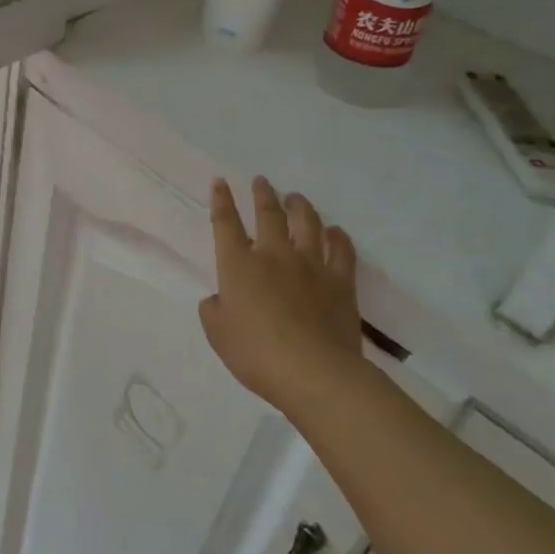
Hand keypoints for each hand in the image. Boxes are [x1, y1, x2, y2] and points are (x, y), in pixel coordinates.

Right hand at [199, 177, 365, 413]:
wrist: (314, 372)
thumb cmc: (256, 354)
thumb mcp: (218, 335)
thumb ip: (214, 310)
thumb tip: (219, 299)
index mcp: (238, 265)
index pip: (226, 223)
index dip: (221, 200)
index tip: (220, 183)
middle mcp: (273, 255)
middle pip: (268, 214)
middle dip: (263, 194)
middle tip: (262, 181)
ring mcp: (310, 265)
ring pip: (306, 223)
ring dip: (299, 206)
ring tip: (296, 198)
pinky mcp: (340, 281)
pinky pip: (341, 250)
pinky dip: (337, 237)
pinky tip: (335, 232)